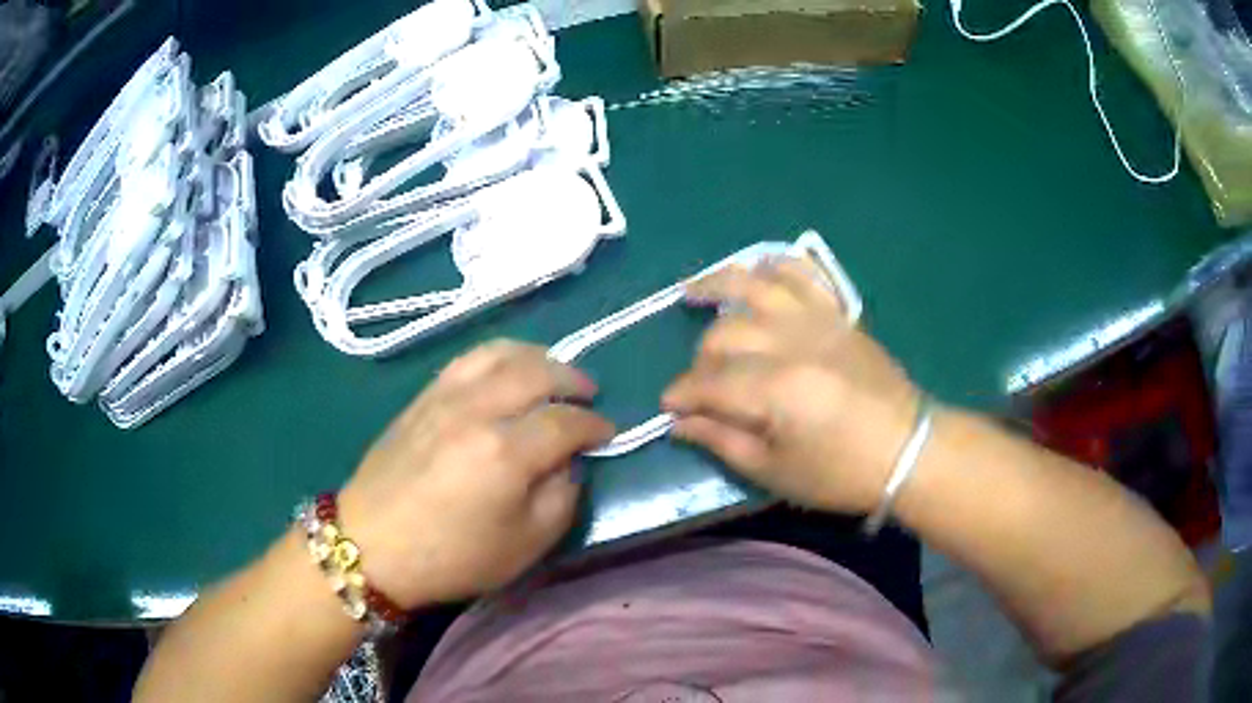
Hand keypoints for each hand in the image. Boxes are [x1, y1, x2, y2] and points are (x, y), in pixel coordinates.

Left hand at [337, 340, 613, 607]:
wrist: (371, 545)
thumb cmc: (451, 556)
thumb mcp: (525, 546)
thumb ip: (561, 497)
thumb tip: (567, 462)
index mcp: (506, 453)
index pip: (566, 421)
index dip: (595, 425)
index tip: (608, 434)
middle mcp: (478, 410)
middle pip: (538, 372)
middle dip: (572, 379)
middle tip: (588, 394)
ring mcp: (446, 397)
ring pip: (502, 353)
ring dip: (537, 357)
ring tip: (552, 373)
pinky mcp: (423, 397)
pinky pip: (468, 359)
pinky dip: (499, 356)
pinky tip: (507, 371)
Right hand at [662, 257, 920, 514]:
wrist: (907, 450)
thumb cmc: (841, 473)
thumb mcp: (775, 472)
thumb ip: (722, 441)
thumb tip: (679, 423)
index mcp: (774, 391)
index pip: (708, 383)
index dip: (681, 395)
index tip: (668, 408)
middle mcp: (790, 344)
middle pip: (725, 335)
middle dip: (700, 360)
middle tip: (700, 385)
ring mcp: (816, 321)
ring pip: (754, 287)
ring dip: (717, 284)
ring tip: (691, 290)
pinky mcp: (837, 313)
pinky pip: (803, 274)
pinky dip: (776, 264)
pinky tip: (757, 268)